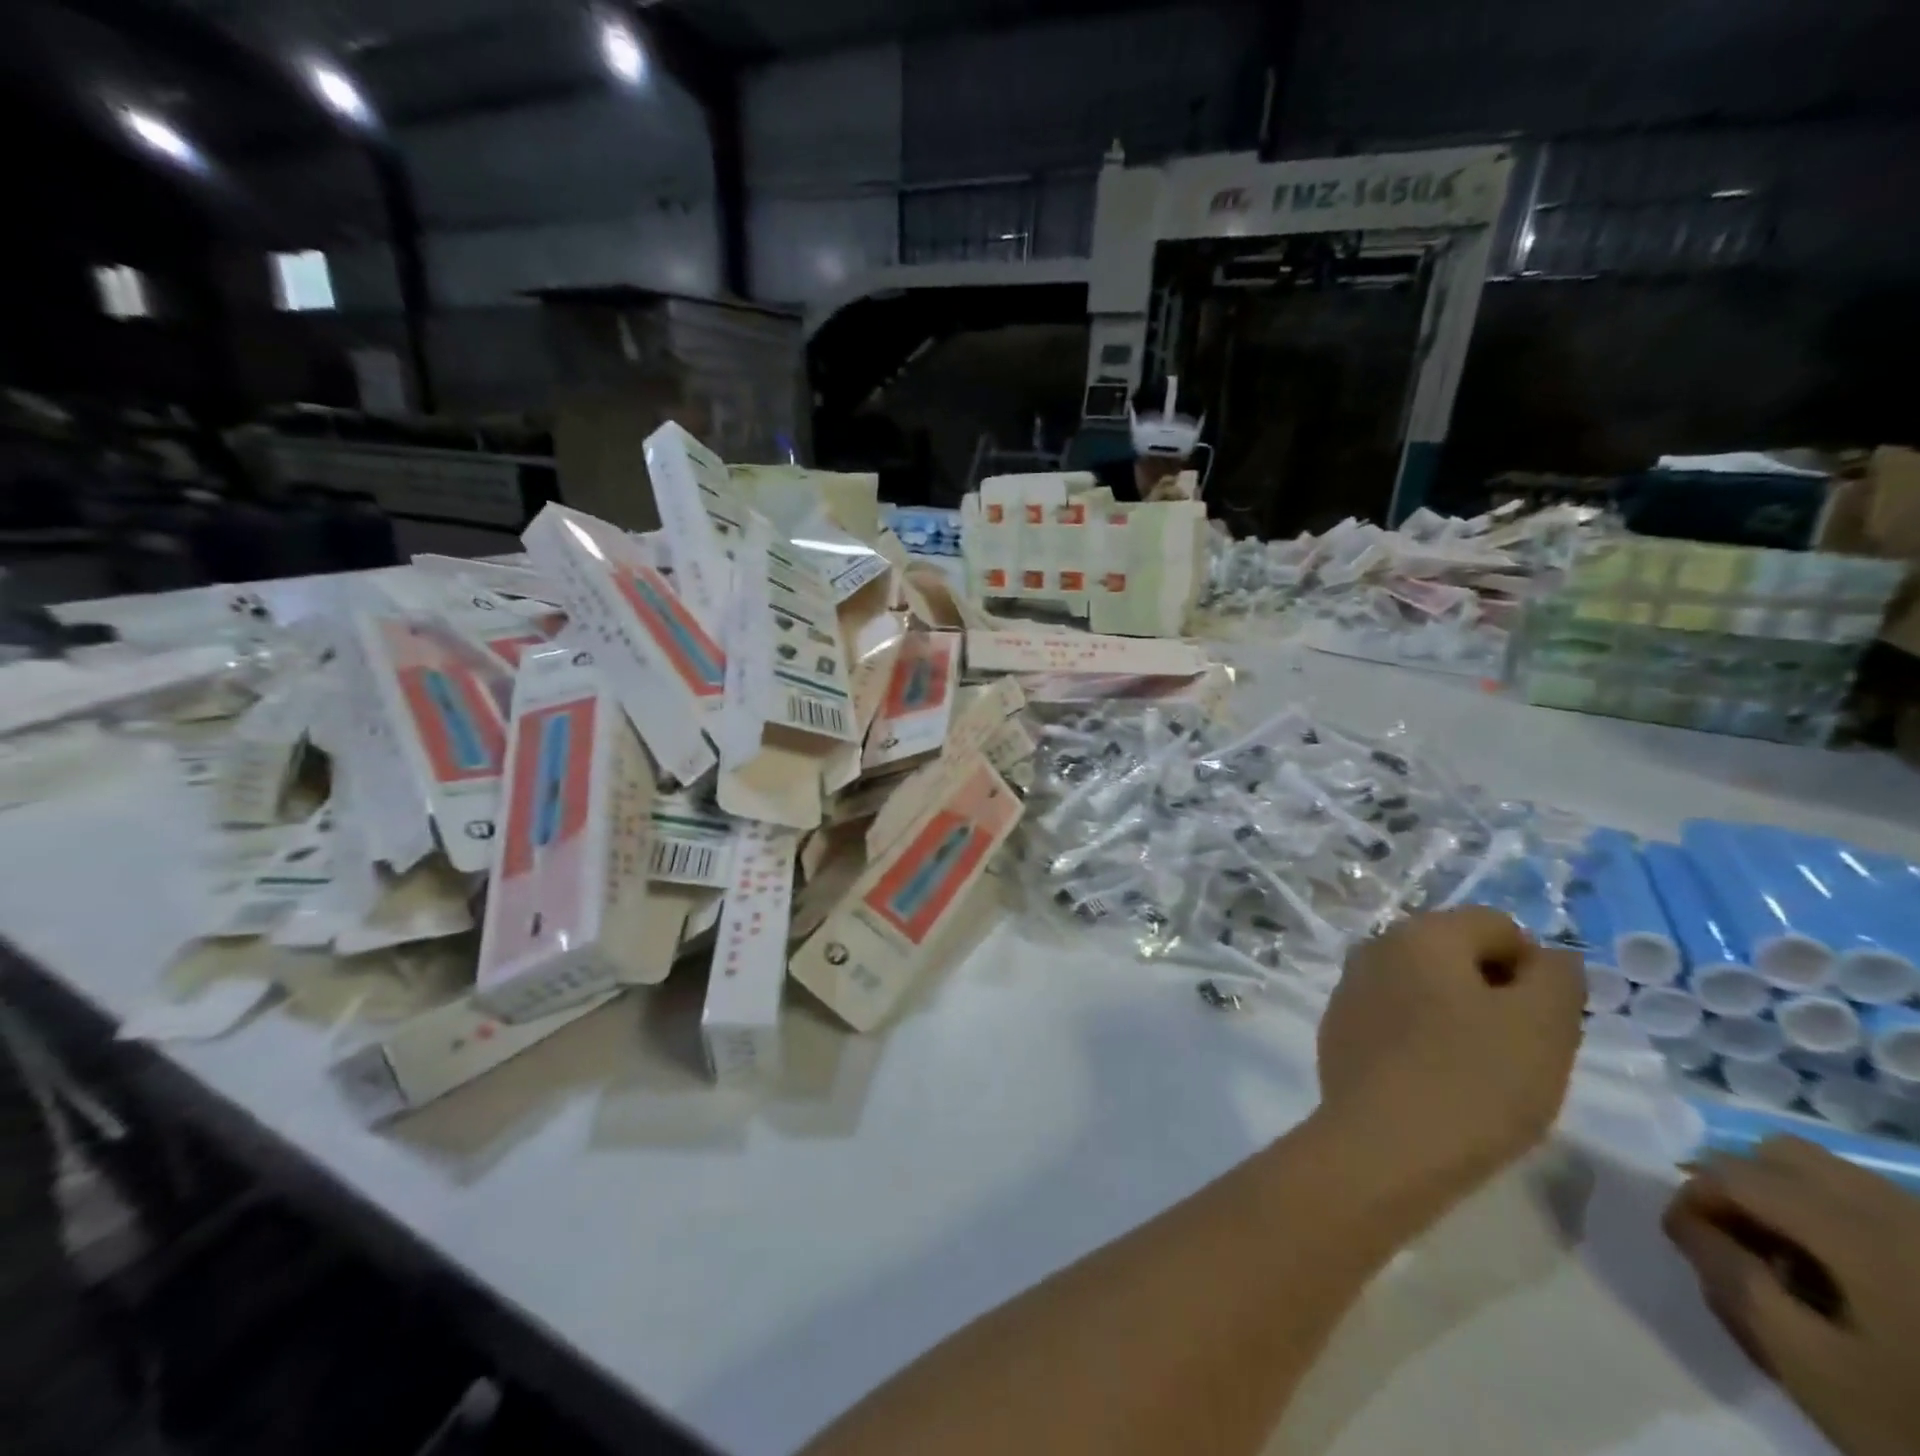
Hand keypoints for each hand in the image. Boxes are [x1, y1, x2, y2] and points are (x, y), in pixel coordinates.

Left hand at [1315, 907, 1585, 1190]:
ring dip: (1459, 1018)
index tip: (1544, 1025)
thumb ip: (1556, 977)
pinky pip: (1395, 1019)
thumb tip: (1549, 956)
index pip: (1498, 926)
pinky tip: (1435, 1084)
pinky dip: (1422, 1039)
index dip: (1535, 971)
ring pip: (1425, 988)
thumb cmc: (1474, 1079)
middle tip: (1518, 1053)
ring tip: (1478, 1074)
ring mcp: (1349, 987)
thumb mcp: (1544, 1025)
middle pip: (1457, 955)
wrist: (1384, 1144)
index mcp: (1421, 933)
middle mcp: (1375, 946)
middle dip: (1496, 994)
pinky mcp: (1338, 1028)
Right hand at [1666, 1137, 1919, 1455]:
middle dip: (1741, 1187)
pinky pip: (1875, 1206)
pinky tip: (1846, 1279)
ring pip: (1831, 1176)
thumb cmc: (1914, 1421)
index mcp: (1858, 1230)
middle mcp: (1899, 1211)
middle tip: (1734, 1241)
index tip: (1683, 1241)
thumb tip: (1686, 1224)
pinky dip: (1835, 1222)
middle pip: (1784, 1155)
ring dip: (1786, 1202)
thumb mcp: (1810, 1365)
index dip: (1692, 1198)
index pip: (1735, 1174)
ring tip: (1789, 1264)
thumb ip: (1734, 1280)